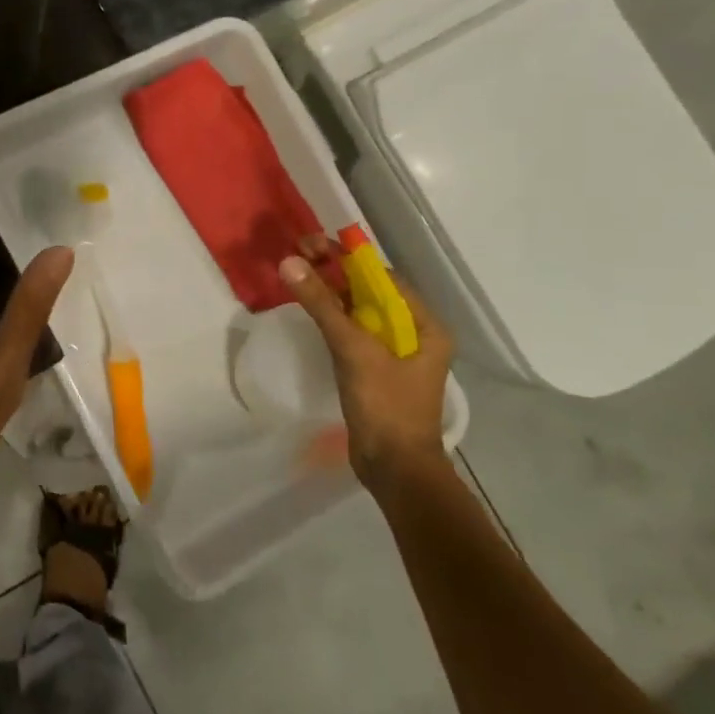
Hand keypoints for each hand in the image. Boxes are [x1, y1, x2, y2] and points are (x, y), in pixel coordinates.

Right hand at [277, 238, 453, 495]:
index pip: (383, 279)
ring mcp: (395, 355)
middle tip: (298, 255)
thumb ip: (322, 305)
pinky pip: (353, 334)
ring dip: (331, 294)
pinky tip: (311, 311)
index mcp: (424, 326)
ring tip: (298, 275)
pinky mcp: (376, 371)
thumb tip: (290, 262)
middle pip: (371, 294)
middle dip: (336, 273)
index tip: (312, 244)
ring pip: (360, 313)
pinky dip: (333, 319)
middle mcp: (414, 335)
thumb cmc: (385, 406)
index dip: (347, 259)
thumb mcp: (353, 350)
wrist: (395, 469)